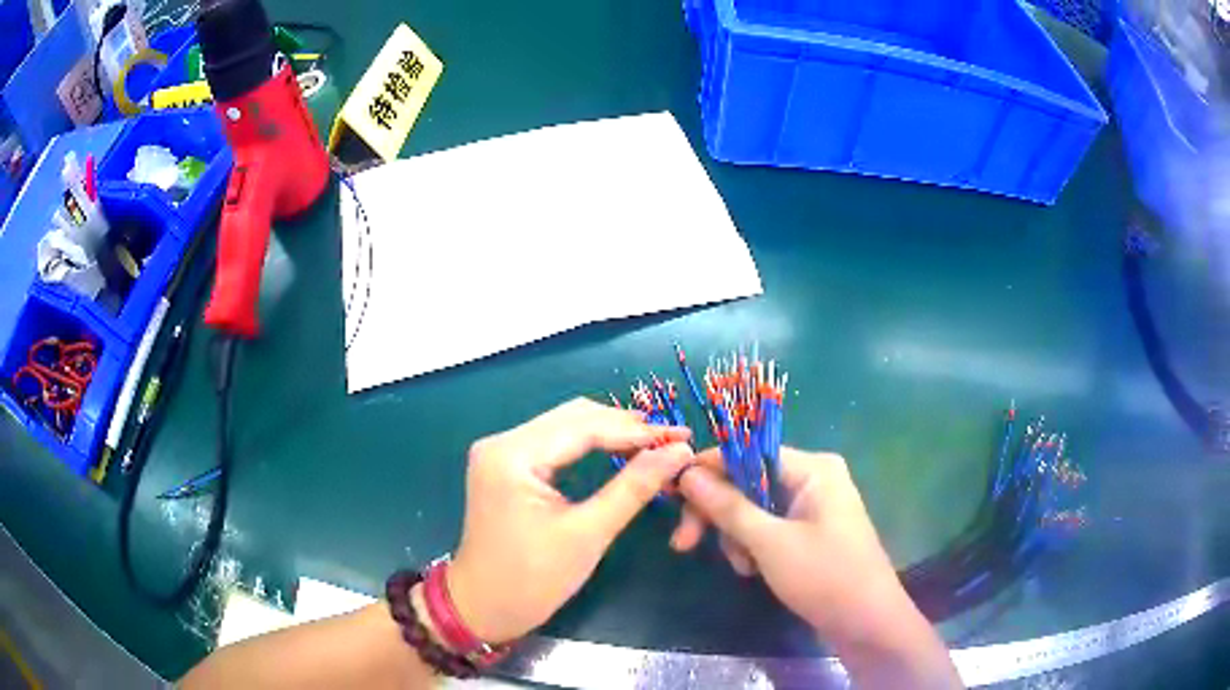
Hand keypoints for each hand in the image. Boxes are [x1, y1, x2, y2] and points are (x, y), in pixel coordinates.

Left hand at [446, 398, 692, 643]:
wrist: (483, 608)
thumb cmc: (533, 579)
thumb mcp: (589, 534)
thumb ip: (634, 487)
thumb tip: (679, 451)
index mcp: (512, 455)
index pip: (584, 426)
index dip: (636, 431)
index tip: (681, 436)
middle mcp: (501, 441)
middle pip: (573, 417)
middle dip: (624, 426)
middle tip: (671, 441)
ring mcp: (499, 451)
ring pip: (564, 425)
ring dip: (608, 432)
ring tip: (652, 444)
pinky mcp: (504, 465)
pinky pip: (553, 442)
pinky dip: (587, 444)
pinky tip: (616, 451)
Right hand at [671, 449, 904, 639]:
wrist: (867, 622)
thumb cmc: (824, 577)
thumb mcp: (770, 543)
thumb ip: (727, 506)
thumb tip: (687, 474)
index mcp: (812, 468)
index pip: (747, 453)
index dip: (707, 471)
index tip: (672, 497)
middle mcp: (813, 478)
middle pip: (748, 482)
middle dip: (717, 513)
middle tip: (684, 543)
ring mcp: (813, 505)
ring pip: (754, 508)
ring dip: (736, 535)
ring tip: (742, 567)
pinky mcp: (811, 530)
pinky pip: (769, 526)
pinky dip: (753, 545)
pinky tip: (752, 569)